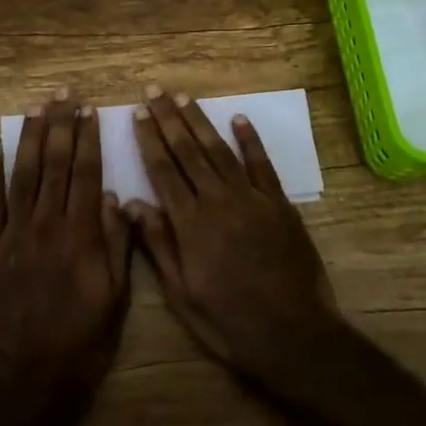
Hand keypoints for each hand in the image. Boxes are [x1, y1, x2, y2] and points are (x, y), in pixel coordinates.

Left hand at [0, 94, 131, 392]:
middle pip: (55, 165)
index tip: (89, 111)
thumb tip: (119, 198)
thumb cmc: (84, 340)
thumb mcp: (117, 296)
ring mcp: (14, 235)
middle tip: (62, 95)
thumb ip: (118, 244)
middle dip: (59, 126)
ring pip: (23, 176)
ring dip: (29, 139)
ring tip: (34, 108)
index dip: (88, 140)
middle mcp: (48, 225)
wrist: (31, 377)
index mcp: (82, 234)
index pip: (87, 174)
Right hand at [127, 87, 342, 383]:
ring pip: (219, 150)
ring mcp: (251, 199)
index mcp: (190, 224)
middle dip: (168, 118)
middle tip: (154, 90)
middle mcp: (218, 201)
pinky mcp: (279, 204)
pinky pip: (262, 165)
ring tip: (183, 96)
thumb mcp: (182, 294)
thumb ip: (159, 245)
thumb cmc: (228, 321)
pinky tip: (239, 118)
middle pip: (188, 151)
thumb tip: (133, 203)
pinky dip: (250, 140)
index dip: (149, 139)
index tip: (137, 113)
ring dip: (200, 121)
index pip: (163, 170)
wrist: (293, 334)